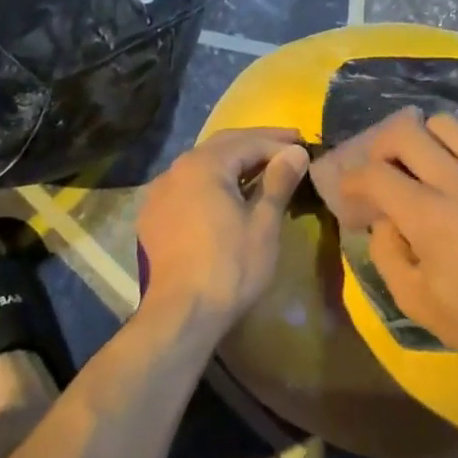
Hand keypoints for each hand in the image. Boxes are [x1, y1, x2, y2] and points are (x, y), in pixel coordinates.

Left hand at [135, 128, 308, 331]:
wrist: (180, 315)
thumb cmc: (230, 267)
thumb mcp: (264, 224)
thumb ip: (279, 181)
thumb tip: (296, 152)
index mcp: (203, 165)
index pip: (248, 142)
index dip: (279, 143)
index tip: (304, 146)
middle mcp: (176, 169)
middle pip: (222, 145)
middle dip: (256, 143)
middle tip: (288, 144)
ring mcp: (159, 193)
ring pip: (202, 165)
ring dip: (233, 161)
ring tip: (262, 167)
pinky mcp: (153, 217)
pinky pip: (187, 186)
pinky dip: (211, 182)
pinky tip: (227, 194)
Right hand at [338, 109, 457, 395]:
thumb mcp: (414, 301)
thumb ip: (386, 251)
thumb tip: (384, 218)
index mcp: (430, 218)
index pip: (374, 174)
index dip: (351, 181)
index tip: (349, 196)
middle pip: (406, 130)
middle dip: (380, 147)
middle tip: (380, 172)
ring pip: (446, 124)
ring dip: (422, 140)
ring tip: (421, 168)